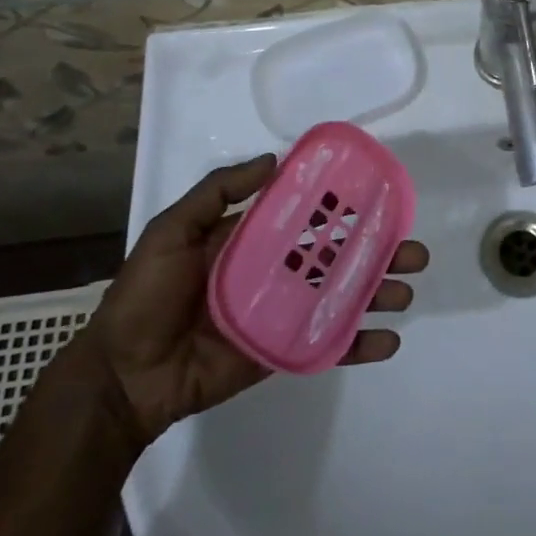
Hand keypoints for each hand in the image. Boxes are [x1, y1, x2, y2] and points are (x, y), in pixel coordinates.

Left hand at [74, 154, 429, 452]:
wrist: (122, 376)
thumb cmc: (145, 295)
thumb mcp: (172, 230)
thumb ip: (217, 192)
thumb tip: (274, 160)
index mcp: (253, 238)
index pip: (308, 214)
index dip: (343, 204)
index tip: (379, 195)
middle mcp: (275, 270)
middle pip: (337, 255)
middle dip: (377, 250)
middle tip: (413, 250)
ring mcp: (282, 313)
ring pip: (341, 296)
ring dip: (377, 292)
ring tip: (407, 290)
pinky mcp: (281, 351)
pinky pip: (326, 344)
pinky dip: (358, 343)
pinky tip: (387, 341)